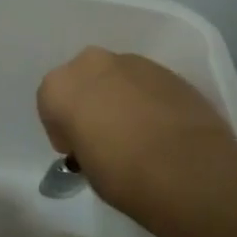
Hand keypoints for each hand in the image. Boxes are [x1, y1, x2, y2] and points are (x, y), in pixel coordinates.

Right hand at [37, 48, 236, 208]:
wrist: (186, 169)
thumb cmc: (120, 174)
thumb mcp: (84, 165)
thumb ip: (82, 142)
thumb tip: (97, 141)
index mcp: (59, 86)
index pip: (50, 105)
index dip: (63, 129)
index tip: (76, 150)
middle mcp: (91, 64)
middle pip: (83, 81)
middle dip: (90, 102)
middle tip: (104, 135)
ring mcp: (134, 63)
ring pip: (117, 79)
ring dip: (120, 99)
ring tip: (138, 133)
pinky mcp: (170, 71)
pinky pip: (147, 85)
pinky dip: (148, 101)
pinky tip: (161, 129)